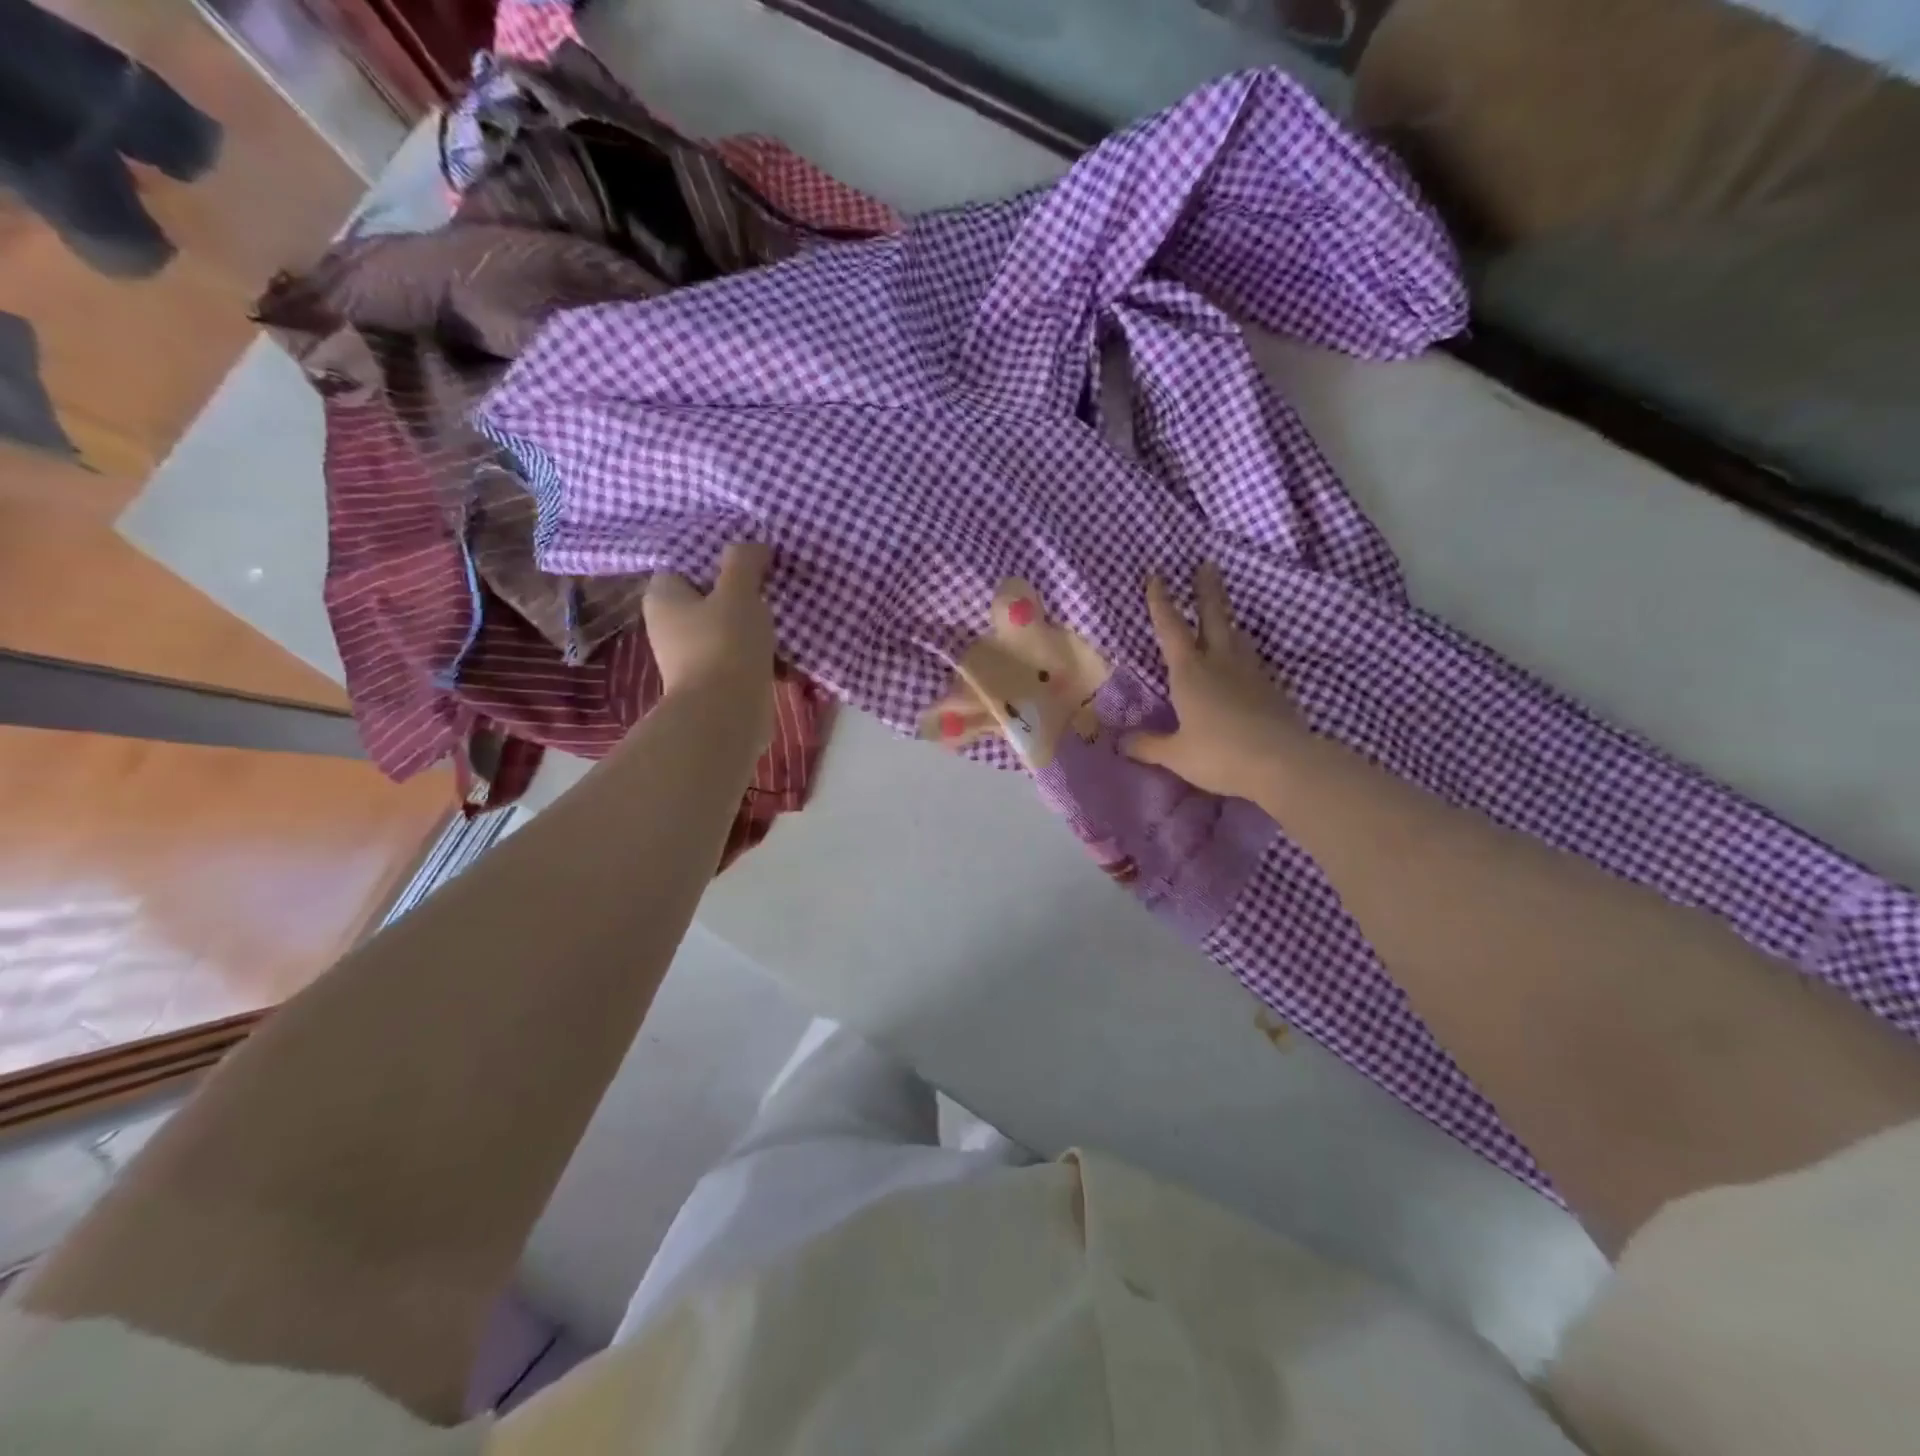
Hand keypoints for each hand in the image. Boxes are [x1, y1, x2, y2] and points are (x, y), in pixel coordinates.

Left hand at [643, 542, 776, 745]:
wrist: (726, 716)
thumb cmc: (725, 645)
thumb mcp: (738, 593)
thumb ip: (744, 562)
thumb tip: (753, 545)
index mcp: (664, 598)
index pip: (684, 564)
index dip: (715, 557)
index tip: (748, 557)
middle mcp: (669, 627)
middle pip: (708, 598)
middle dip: (739, 593)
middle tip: (771, 584)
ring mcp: (690, 659)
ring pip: (726, 629)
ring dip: (753, 625)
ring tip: (783, 615)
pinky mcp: (714, 684)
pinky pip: (739, 658)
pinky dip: (759, 654)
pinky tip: (785, 650)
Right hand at [1124, 563, 1305, 799]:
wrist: (1283, 762)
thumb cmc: (1220, 754)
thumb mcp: (1176, 754)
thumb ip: (1147, 745)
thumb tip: (1120, 742)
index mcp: (1190, 672)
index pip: (1171, 628)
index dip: (1161, 602)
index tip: (1157, 575)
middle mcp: (1220, 662)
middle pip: (1214, 616)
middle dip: (1206, 590)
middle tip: (1206, 565)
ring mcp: (1250, 672)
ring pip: (1237, 635)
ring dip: (1228, 619)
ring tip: (1224, 611)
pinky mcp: (1271, 688)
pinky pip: (1253, 659)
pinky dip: (1244, 650)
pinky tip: (1244, 659)